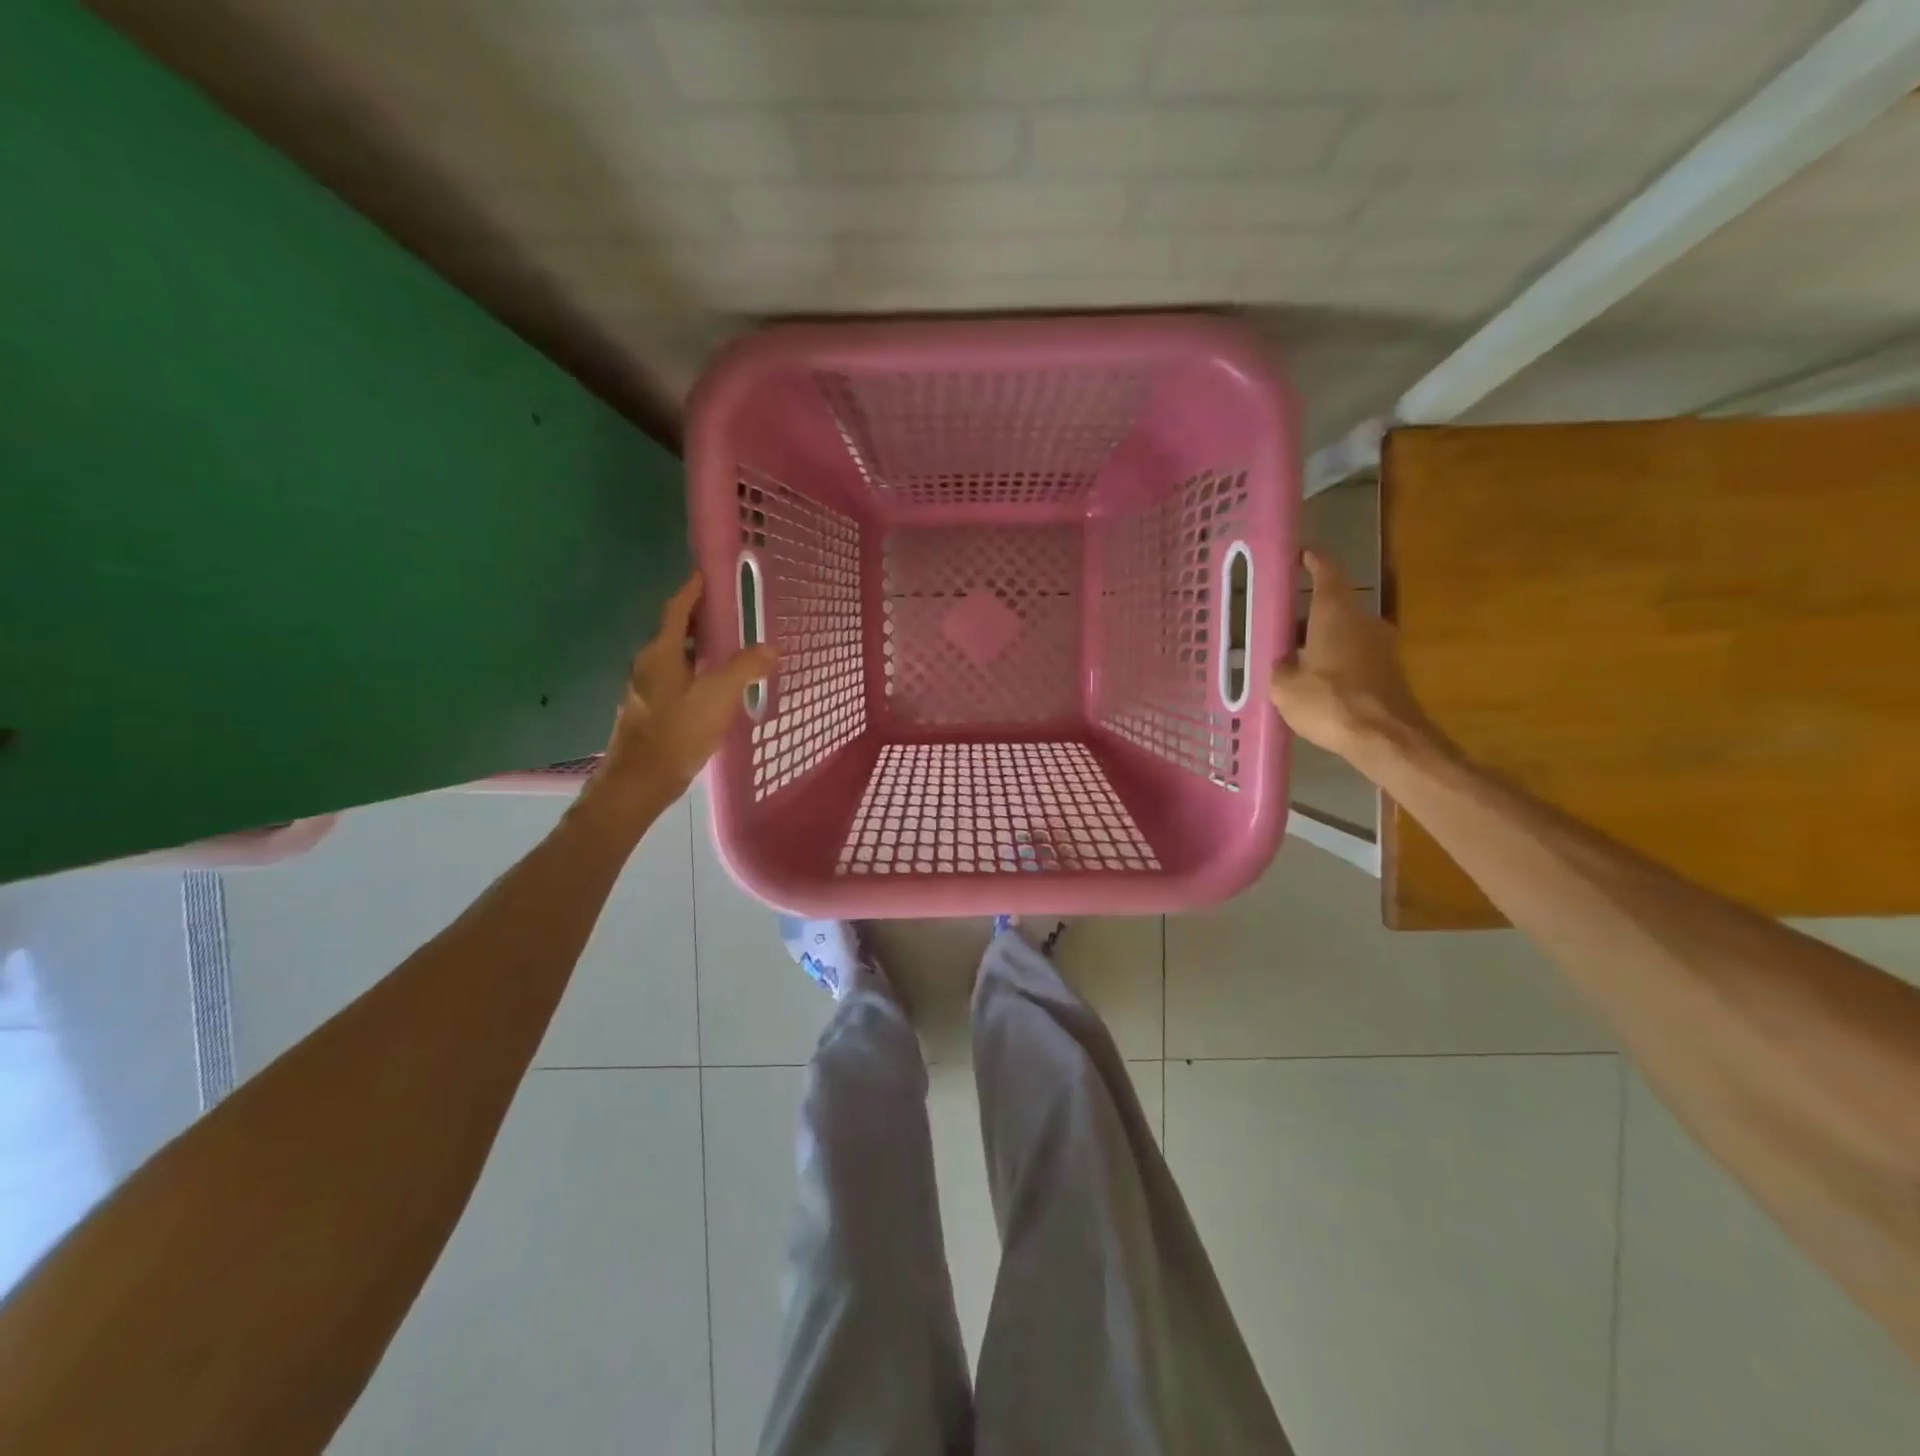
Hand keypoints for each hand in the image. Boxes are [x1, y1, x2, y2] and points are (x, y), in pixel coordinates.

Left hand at [585, 572, 775, 817]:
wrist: (639, 782)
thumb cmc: (676, 733)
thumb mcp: (718, 697)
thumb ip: (744, 669)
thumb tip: (769, 648)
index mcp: (661, 653)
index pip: (676, 610)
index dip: (692, 590)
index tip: (706, 573)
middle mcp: (648, 665)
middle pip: (674, 631)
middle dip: (699, 618)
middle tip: (729, 611)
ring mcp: (646, 689)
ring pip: (675, 657)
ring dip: (698, 647)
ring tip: (728, 647)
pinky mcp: (651, 711)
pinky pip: (676, 679)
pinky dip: (695, 671)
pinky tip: (714, 686)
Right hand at [1269, 550, 1431, 763]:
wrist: (1385, 738)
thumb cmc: (1329, 702)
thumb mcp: (1284, 686)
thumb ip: (1279, 667)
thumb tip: (1283, 661)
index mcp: (1335, 613)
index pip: (1326, 571)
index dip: (1313, 560)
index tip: (1300, 554)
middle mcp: (1363, 621)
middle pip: (1334, 605)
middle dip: (1307, 613)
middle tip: (1279, 624)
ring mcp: (1381, 646)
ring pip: (1344, 632)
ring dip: (1320, 640)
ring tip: (1291, 657)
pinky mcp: (1388, 671)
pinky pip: (1353, 656)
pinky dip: (1333, 661)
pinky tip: (1314, 682)